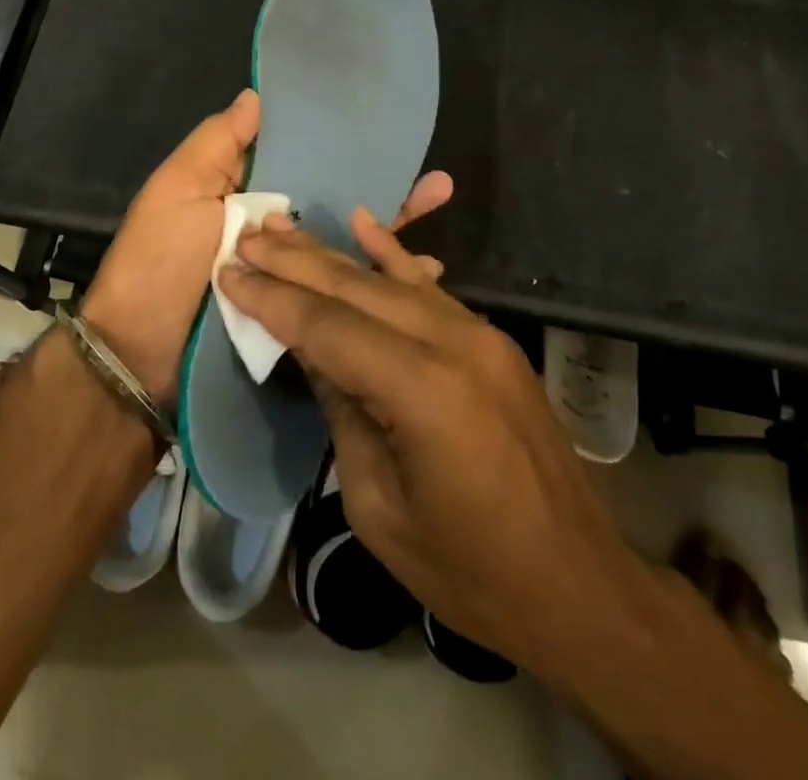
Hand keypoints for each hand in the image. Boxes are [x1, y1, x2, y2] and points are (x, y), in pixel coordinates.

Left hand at [81, 89, 452, 404]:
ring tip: (440, 210)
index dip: (339, 146)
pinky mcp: (300, 315)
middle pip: (333, 202)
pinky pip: (344, 291)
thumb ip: (218, 143)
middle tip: (437, 180)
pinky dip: (382, 281)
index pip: (301, 160)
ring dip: (393, 229)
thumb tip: (257, 95)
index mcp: (243, 192)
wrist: (142, 358)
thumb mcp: (178, 190)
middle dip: (381, 187)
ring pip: (346, 244)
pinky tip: (426, 275)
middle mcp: (271, 229)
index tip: (385, 131)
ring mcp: (289, 275)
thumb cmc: (159, 262)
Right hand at [218, 214, 643, 684]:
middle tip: (245, 237)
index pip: (328, 328)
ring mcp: (478, 333)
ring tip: (281, 229)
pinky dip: (392, 253)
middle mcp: (453, 343)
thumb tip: (310, 349)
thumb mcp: (378, 507)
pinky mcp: (490, 338)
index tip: (228, 271)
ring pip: (389, 279)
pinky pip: (430, 286)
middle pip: (355, 290)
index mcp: (423, 391)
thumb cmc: (470, 570)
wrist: (579, 584)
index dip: (273, 299)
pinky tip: (362, 223)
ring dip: (331, 254)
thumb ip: (342, 412)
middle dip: (294, 263)